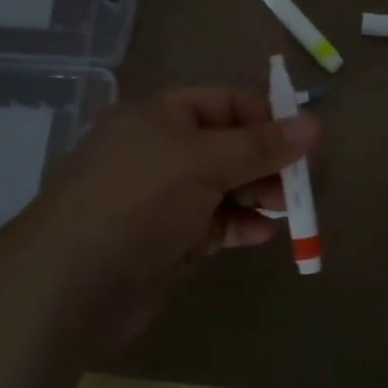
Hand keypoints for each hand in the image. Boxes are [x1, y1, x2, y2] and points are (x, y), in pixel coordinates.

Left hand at [15, 88, 318, 354]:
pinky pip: (216, 223)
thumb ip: (260, 146)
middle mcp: (162, 152)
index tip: (304, 141)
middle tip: (302, 183)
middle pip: (230, 146)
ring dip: (259, 195)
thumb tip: (315, 124)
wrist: (72, 284)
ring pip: (226, 187)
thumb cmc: (138, 202)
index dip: (265, 117)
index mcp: (160, 117)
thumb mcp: (203, 161)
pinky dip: (241, 225)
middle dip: (268, 162)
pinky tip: (262, 234)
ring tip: (288, 209)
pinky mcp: (170, 239)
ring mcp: (165, 198)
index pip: (225, 103)